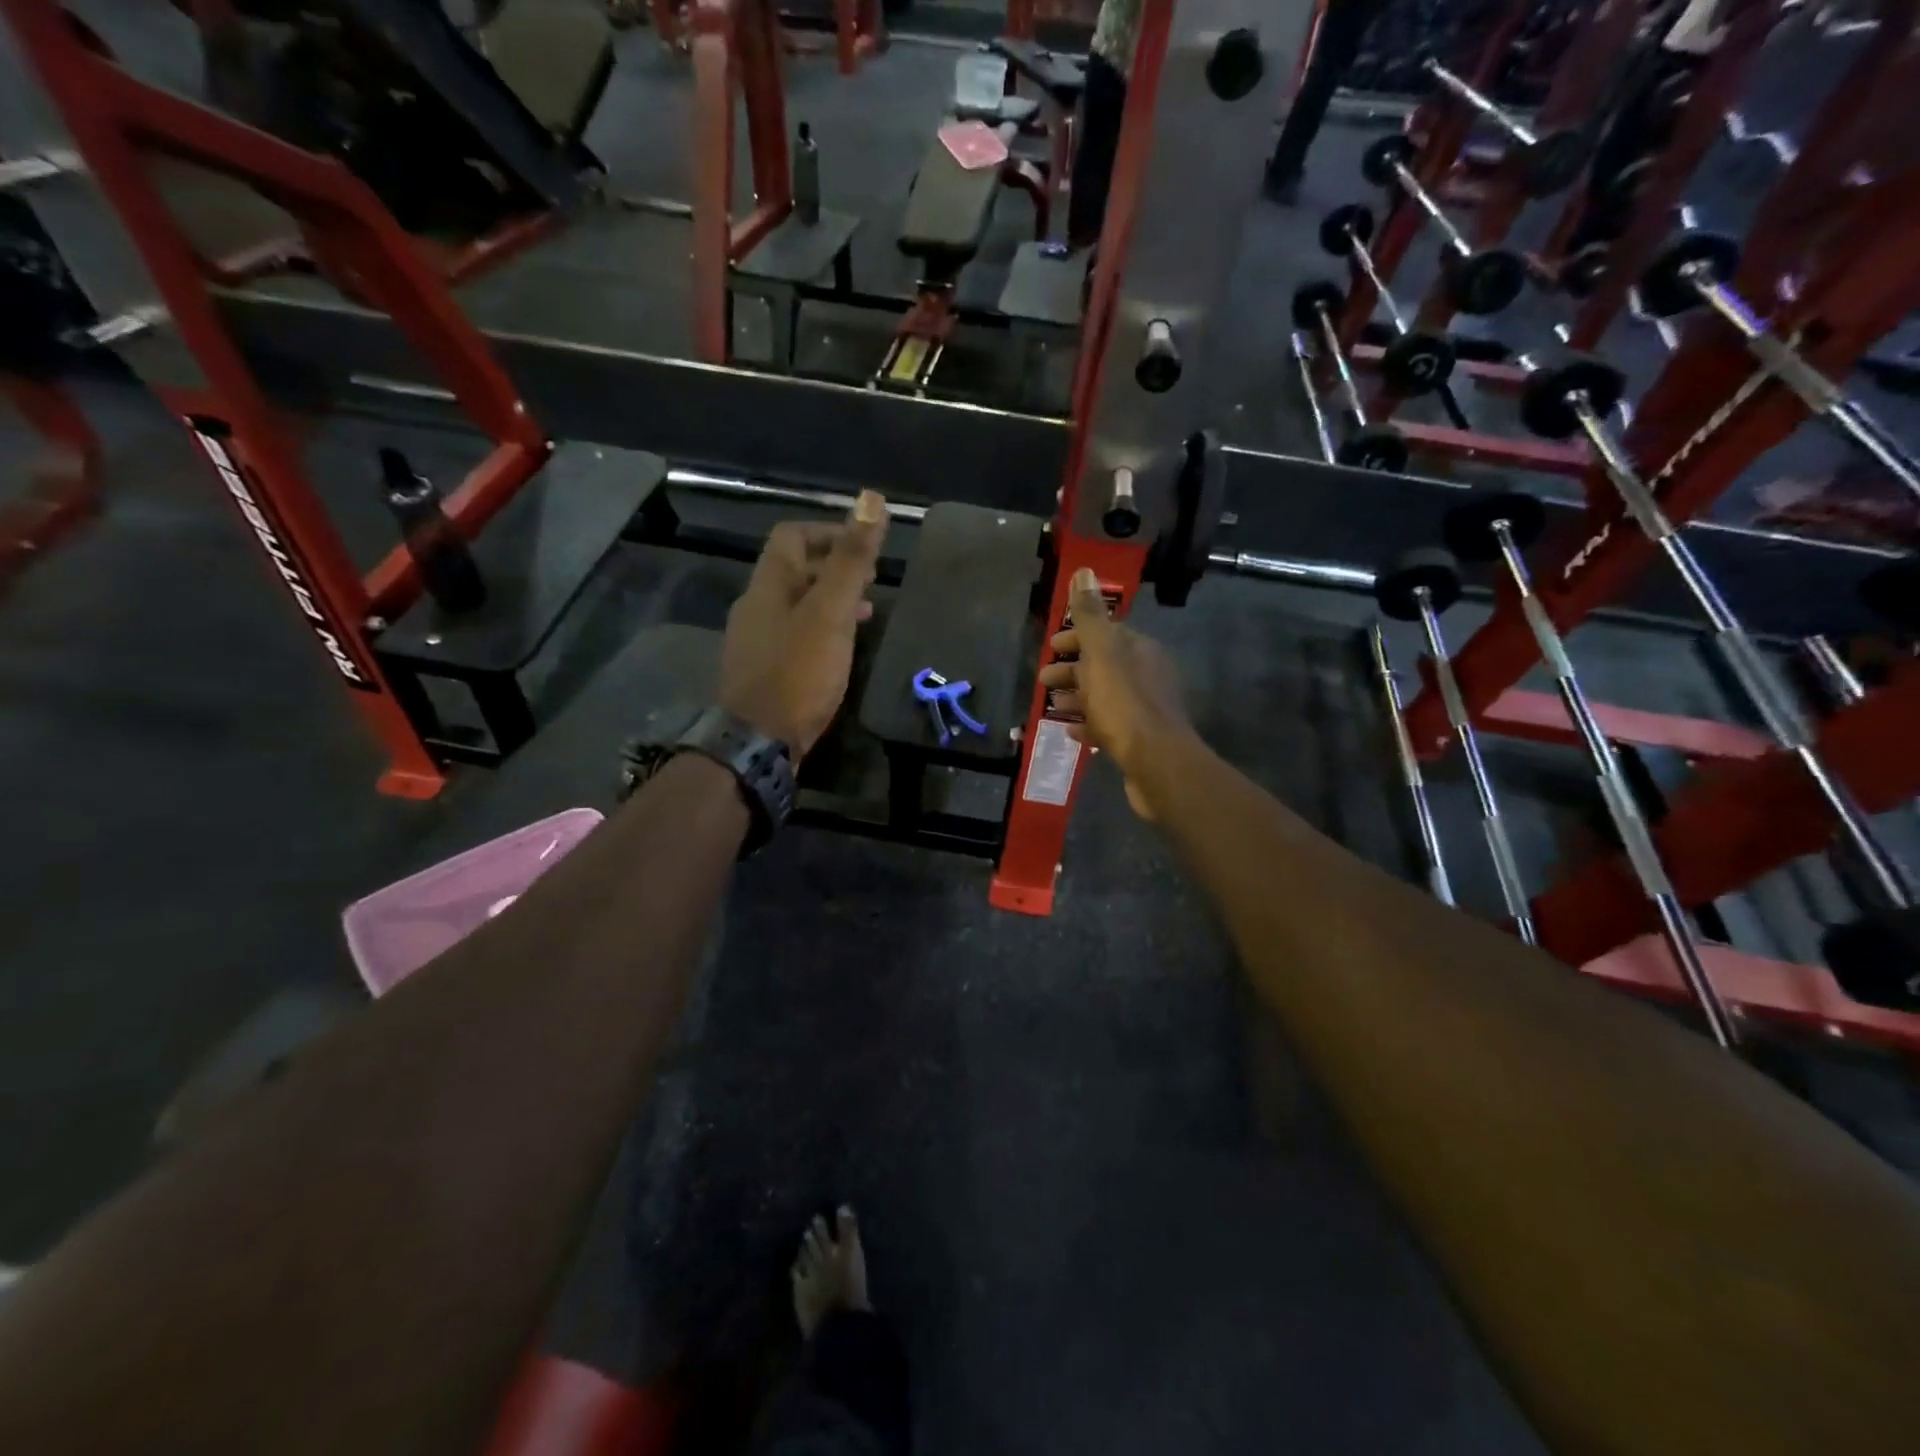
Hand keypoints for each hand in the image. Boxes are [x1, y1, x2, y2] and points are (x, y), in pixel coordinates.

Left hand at [719, 492, 887, 757]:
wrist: (759, 741)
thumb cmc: (798, 672)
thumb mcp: (831, 612)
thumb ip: (851, 560)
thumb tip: (870, 498)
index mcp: (769, 584)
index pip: (792, 535)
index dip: (829, 532)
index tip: (865, 547)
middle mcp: (756, 606)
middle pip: (794, 570)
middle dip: (835, 568)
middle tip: (873, 580)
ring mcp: (756, 640)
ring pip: (797, 604)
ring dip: (831, 600)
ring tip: (868, 613)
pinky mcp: (764, 670)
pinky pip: (795, 635)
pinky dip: (821, 630)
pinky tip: (842, 649)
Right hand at [1038, 568, 1190, 818]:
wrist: (1156, 761)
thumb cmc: (1124, 703)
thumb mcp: (1101, 652)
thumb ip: (1090, 614)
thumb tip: (1084, 570)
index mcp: (1140, 650)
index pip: (1105, 634)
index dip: (1075, 639)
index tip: (1049, 648)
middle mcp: (1148, 675)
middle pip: (1103, 666)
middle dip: (1071, 670)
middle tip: (1043, 681)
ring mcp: (1145, 709)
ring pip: (1104, 696)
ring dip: (1076, 697)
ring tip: (1051, 707)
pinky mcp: (1141, 740)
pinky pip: (1109, 725)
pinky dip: (1089, 723)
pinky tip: (1072, 731)